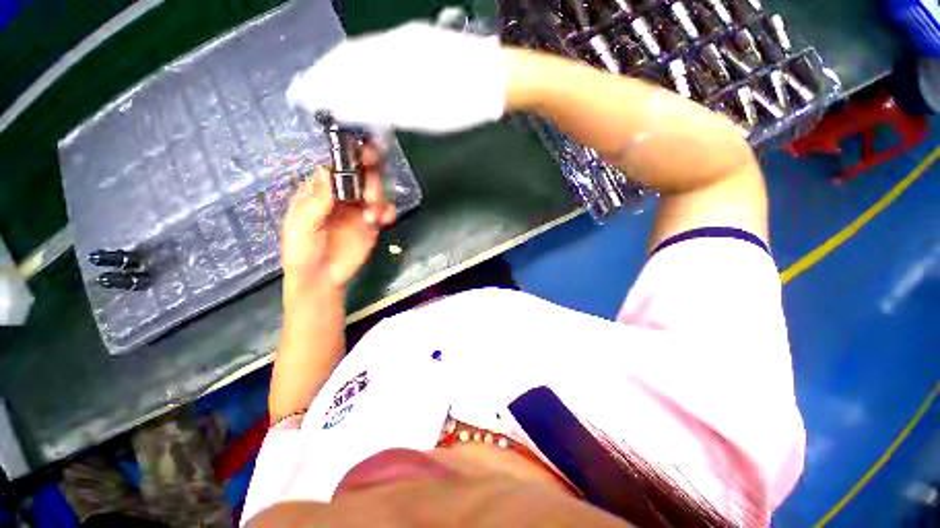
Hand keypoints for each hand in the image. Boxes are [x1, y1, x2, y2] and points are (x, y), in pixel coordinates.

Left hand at [280, 144, 395, 292]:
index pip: (338, 167)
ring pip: (376, 192)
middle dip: (371, 180)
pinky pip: (384, 212)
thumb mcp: (302, 225)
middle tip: (370, 195)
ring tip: (373, 215)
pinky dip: (388, 213)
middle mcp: (342, 196)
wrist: (320, 278)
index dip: (351, 159)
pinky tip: (383, 220)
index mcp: (321, 190)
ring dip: (380, 198)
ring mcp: (358, 210)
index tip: (365, 156)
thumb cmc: (302, 250)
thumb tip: (325, 169)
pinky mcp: (371, 225)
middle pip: (362, 176)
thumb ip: (316, 200)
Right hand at [286, 22, 508, 133]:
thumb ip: (384, 108)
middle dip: (327, 76)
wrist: (495, 78)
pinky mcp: (417, 42)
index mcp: (395, 63)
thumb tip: (347, 106)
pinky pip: (381, 50)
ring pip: (363, 52)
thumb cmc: (463, 103)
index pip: (346, 70)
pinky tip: (358, 71)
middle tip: (310, 91)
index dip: (324, 85)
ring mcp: (406, 41)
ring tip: (326, 82)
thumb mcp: (423, 114)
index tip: (308, 98)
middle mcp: (394, 45)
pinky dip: (363, 63)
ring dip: (341, 69)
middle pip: (350, 58)